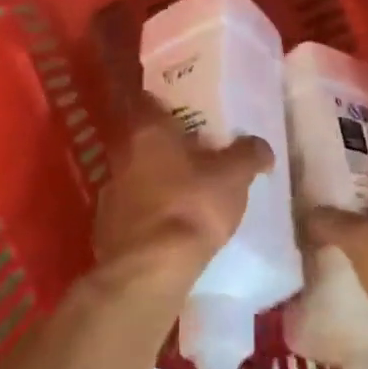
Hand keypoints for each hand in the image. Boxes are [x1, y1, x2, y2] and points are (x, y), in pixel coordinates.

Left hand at [93, 95, 272, 275]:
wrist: (149, 269)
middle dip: (167, 144)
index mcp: (147, 130)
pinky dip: (150, 211)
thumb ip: (249, 154)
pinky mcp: (107, 227)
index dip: (166, 101)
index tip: (185, 106)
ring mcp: (110, 192)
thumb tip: (260, 146)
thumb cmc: (192, 206)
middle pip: (143, 139)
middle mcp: (121, 154)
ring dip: (157, 179)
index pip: (148, 100)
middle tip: (196, 149)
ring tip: (187, 189)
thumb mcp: (234, 176)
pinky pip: (134, 209)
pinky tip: (172, 224)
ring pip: (137, 175)